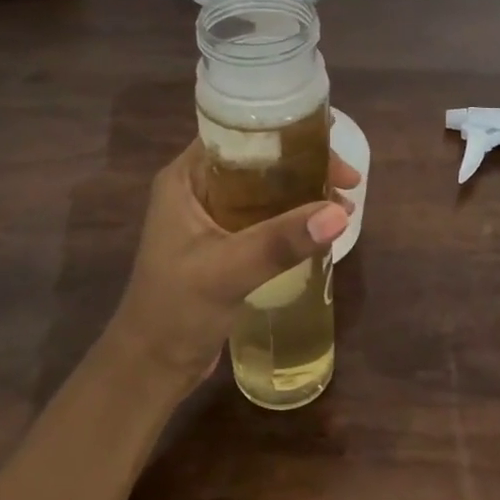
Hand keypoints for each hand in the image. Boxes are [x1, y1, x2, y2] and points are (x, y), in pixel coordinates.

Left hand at [104, 142, 357, 396]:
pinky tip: (323, 229)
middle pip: (260, 160)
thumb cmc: (174, 311)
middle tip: (349, 181)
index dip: (285, 131)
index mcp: (186, 178)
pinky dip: (295, 218)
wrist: (150, 368)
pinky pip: (266, 218)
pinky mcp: (225, 245)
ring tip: (345, 205)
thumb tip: (339, 214)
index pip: (238, 135)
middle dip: (305, 166)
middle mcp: (198, 189)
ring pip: (267, 189)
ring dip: (304, 193)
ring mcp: (211, 218)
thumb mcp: (226, 270)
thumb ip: (280, 241)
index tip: (330, 140)